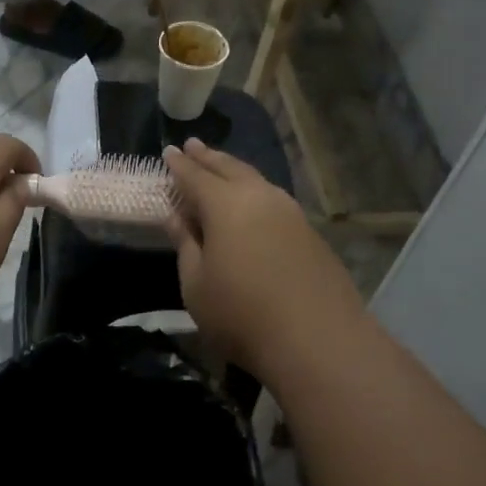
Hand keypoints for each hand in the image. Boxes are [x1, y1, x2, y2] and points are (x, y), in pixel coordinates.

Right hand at [164, 138, 364, 377]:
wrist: (317, 339)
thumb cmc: (241, 314)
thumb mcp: (196, 285)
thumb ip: (186, 245)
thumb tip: (177, 216)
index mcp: (225, 205)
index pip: (195, 176)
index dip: (179, 165)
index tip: (168, 152)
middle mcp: (260, 197)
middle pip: (229, 168)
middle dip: (208, 157)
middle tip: (193, 145)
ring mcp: (291, 213)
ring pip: (256, 180)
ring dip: (234, 170)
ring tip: (221, 166)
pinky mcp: (310, 232)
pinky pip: (273, 199)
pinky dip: (255, 191)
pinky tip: (253, 200)